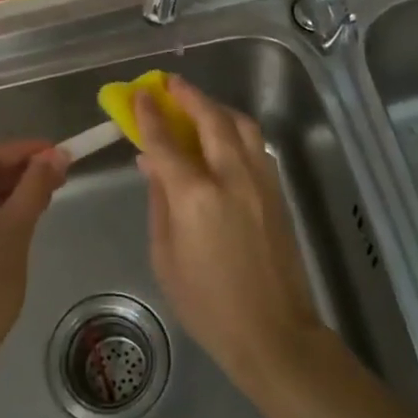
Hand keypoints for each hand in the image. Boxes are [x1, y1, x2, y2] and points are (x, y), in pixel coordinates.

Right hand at [133, 76, 326, 391]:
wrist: (273, 332)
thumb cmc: (207, 303)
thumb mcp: (165, 255)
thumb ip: (159, 201)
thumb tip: (152, 163)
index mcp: (196, 197)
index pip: (166, 142)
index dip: (150, 115)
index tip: (140, 94)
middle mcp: (232, 178)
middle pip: (211, 120)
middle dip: (189, 97)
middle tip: (170, 84)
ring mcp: (261, 182)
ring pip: (242, 126)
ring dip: (216, 108)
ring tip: (198, 105)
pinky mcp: (277, 192)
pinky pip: (255, 146)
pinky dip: (236, 130)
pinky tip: (223, 138)